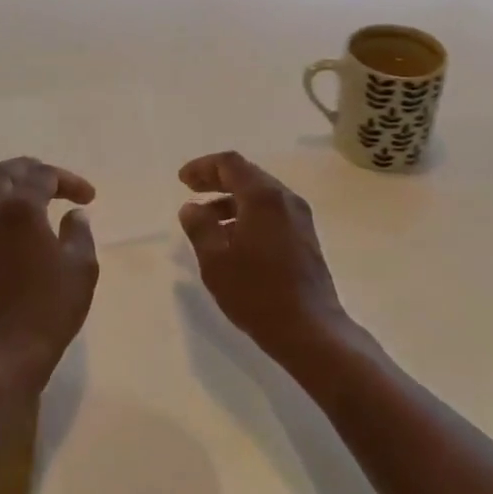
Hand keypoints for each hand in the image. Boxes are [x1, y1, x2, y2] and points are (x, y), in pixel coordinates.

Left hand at [0, 157, 98, 392]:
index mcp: (21, 209)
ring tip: (21, 187)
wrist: (4, 354)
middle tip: (56, 183)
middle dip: (33, 170)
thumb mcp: (81, 268)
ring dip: (1, 178)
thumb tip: (74, 215)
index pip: (43, 176)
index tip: (88, 198)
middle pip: (5, 171)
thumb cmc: (49, 310)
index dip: (68, 181)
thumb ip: (80, 233)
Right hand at [178, 152, 353, 368]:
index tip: (182, 180)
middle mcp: (286, 199)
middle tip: (191, 190)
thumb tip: (191, 208)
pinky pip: (272, 212)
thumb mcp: (215, 260)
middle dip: (217, 180)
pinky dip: (248, 214)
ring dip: (231, 200)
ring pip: (261, 195)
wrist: (310, 329)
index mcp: (263, 197)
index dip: (203, 167)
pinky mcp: (305, 237)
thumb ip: (200, 227)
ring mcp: (300, 218)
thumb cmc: (257, 292)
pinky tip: (232, 238)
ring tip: (206, 220)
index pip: (230, 164)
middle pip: (248, 175)